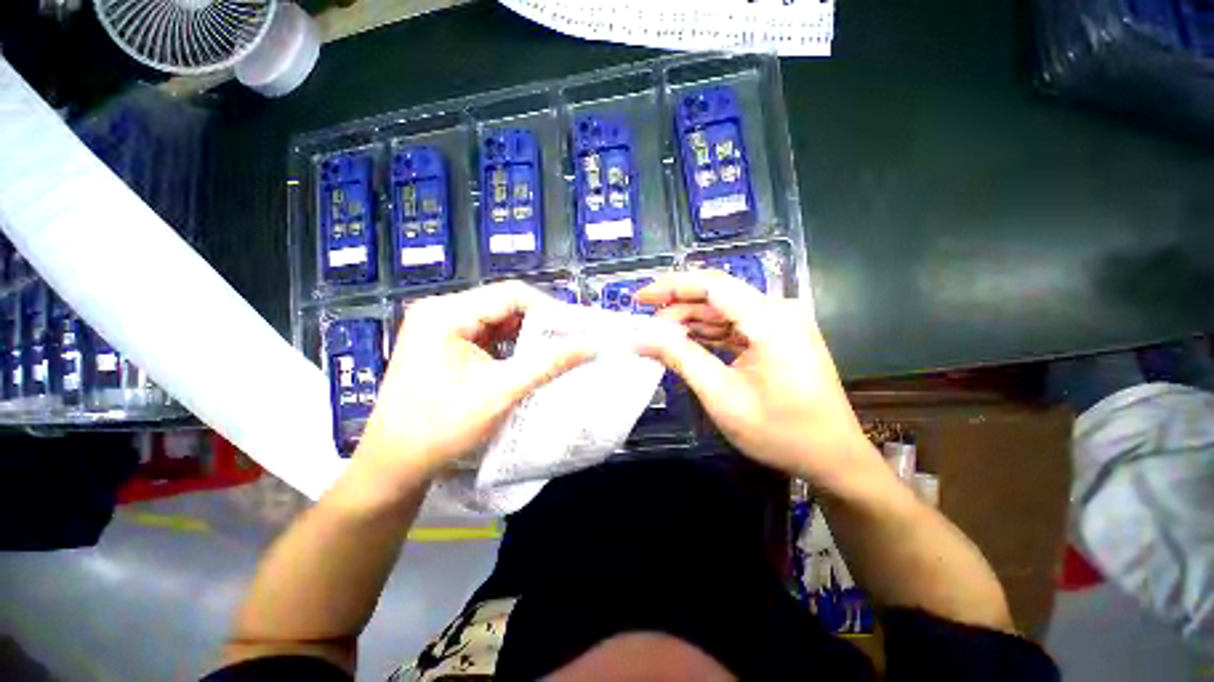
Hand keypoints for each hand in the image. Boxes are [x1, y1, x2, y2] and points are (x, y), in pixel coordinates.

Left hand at [353, 281, 591, 494]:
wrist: (395, 466)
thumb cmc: (441, 428)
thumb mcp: (501, 392)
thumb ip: (549, 363)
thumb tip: (591, 345)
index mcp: (445, 313)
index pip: (511, 295)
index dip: (550, 310)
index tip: (577, 332)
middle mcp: (442, 311)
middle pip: (505, 304)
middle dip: (541, 324)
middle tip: (572, 342)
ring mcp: (443, 328)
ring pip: (500, 320)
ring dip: (529, 336)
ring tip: (558, 352)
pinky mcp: (448, 344)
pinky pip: (491, 336)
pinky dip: (514, 347)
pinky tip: (531, 361)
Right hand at [636, 271, 881, 490]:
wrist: (833, 458)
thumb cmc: (780, 432)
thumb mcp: (722, 395)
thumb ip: (680, 358)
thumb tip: (642, 337)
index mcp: (770, 319)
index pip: (711, 285)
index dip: (671, 286)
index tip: (639, 298)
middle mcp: (778, 310)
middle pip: (717, 294)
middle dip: (677, 307)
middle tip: (646, 327)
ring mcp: (781, 323)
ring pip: (724, 310)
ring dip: (690, 321)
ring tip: (660, 337)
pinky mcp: (778, 336)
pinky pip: (735, 325)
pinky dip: (708, 333)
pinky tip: (686, 343)